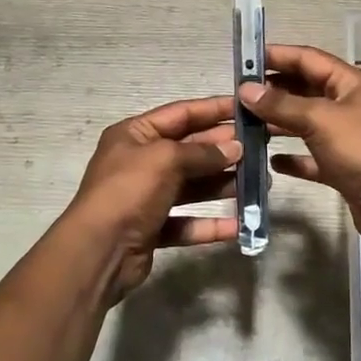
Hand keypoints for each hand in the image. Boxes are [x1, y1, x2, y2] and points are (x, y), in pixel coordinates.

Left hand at [66, 95, 242, 294]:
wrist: (99, 250)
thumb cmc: (129, 191)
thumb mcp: (165, 159)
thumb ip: (202, 152)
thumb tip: (235, 148)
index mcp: (134, 134)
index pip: (181, 114)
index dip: (214, 109)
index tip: (247, 109)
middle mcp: (139, 162)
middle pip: (189, 150)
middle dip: (224, 150)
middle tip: (261, 149)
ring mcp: (145, 197)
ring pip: (192, 187)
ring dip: (223, 185)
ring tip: (260, 184)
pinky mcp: (152, 229)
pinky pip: (187, 222)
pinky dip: (210, 223)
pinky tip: (238, 225)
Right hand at [239, 44, 360, 253]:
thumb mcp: (320, 119)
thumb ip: (281, 104)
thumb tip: (246, 89)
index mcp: (352, 84)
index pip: (309, 59)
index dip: (278, 56)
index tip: (245, 59)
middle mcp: (350, 107)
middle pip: (306, 90)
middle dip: (274, 91)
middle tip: (238, 95)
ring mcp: (347, 139)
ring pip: (306, 124)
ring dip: (278, 123)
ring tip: (245, 124)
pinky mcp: (343, 169)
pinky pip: (312, 157)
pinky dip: (293, 157)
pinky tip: (270, 161)